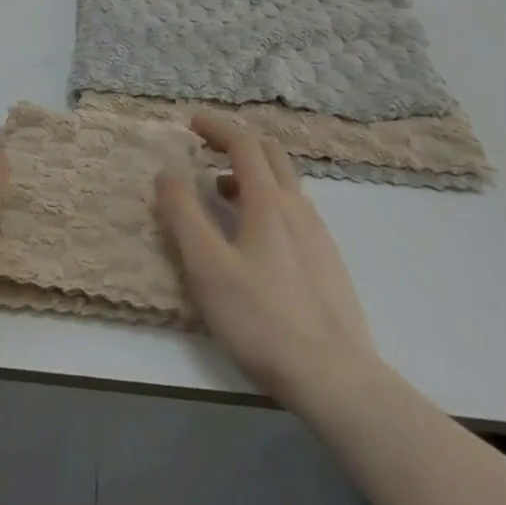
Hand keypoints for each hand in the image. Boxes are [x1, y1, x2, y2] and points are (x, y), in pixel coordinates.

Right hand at [155, 114, 379, 411]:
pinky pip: (295, 212)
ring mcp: (319, 236)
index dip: (216, 127)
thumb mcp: (208, 267)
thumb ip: (183, 216)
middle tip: (207, 150)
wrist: (338, 382)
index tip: (191, 123)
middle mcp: (298, 208)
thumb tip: (166, 174)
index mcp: (269, 201)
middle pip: (271, 155)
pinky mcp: (328, 264)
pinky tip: (255, 239)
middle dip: (237, 143)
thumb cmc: (263, 319)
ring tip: (222, 195)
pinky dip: (268, 202)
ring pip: (285, 185)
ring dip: (251, 175)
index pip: (244, 143)